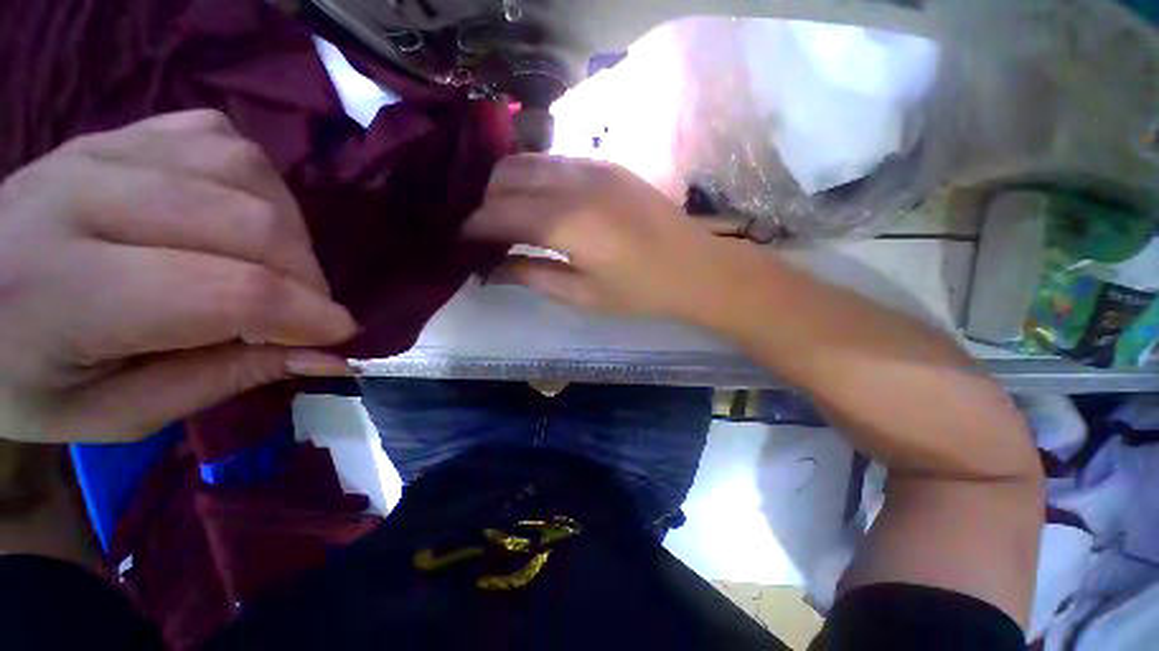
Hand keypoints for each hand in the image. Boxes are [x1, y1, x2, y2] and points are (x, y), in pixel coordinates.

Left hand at [0, 111, 355, 443]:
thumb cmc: (27, 377)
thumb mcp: (116, 411)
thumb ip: (224, 377)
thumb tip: (325, 355)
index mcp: (63, 291)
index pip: (225, 292)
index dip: (305, 316)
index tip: (341, 336)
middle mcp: (82, 198)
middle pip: (248, 222)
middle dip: (306, 276)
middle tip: (306, 311)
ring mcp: (104, 149)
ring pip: (247, 172)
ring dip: (290, 229)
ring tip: (279, 267)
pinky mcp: (125, 130)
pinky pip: (225, 141)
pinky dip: (261, 184)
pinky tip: (246, 217)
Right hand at [464, 155, 756, 321]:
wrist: (696, 268)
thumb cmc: (640, 292)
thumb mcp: (581, 295)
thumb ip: (532, 276)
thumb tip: (492, 269)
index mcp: (566, 222)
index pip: (497, 213)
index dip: (473, 227)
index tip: (461, 243)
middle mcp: (573, 182)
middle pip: (505, 177)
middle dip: (484, 203)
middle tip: (485, 233)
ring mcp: (592, 166)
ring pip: (527, 162)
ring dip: (507, 186)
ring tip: (506, 217)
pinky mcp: (607, 164)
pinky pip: (554, 161)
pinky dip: (534, 178)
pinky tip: (538, 202)